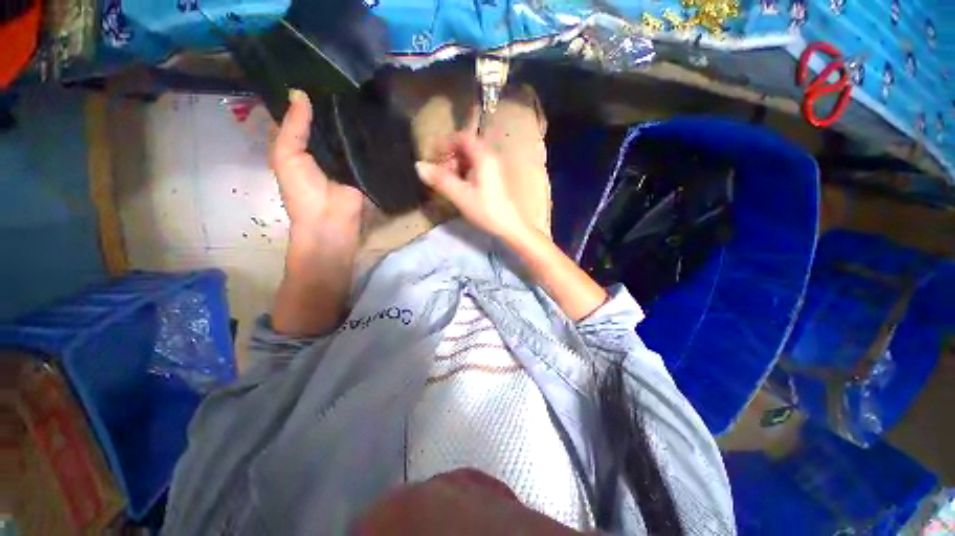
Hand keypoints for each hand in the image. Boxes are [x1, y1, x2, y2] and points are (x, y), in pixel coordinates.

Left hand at [270, 89, 363, 238]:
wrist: (331, 221)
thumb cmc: (302, 191)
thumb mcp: (286, 155)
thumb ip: (293, 127)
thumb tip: (299, 91)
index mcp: (300, 145)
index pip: (304, 117)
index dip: (308, 97)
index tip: (318, 72)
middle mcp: (323, 149)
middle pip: (328, 123)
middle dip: (334, 105)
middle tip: (346, 78)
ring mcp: (346, 158)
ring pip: (348, 134)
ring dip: (353, 119)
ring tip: (363, 91)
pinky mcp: (364, 167)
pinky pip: (365, 149)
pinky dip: (368, 137)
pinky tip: (376, 117)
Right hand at [414, 134, 529, 241]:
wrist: (510, 227)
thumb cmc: (486, 210)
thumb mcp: (461, 196)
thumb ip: (441, 180)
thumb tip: (419, 166)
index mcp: (484, 157)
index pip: (462, 137)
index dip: (446, 143)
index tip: (433, 156)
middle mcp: (491, 157)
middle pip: (466, 147)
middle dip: (450, 157)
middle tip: (441, 173)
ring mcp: (495, 168)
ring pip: (471, 158)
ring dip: (457, 166)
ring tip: (449, 183)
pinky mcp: (495, 179)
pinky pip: (477, 168)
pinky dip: (465, 173)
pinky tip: (461, 188)